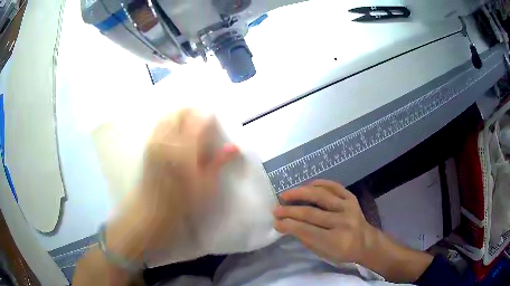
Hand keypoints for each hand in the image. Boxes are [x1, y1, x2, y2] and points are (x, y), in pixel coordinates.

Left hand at [106, 109, 238, 261]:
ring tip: (189, 123)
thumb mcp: (205, 185)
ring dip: (180, 114)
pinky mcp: (148, 146)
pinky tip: (175, 132)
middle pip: (180, 113)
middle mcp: (167, 141)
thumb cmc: (182, 202)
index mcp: (184, 151)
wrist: (153, 210)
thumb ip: (218, 162)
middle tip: (202, 119)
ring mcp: (155, 142)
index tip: (214, 118)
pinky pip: (159, 124)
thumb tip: (234, 147)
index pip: (197, 121)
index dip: (207, 115)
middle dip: (193, 111)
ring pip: (168, 116)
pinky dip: (169, 121)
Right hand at [273, 180, 376, 265]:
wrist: (366, 242)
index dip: (289, 225)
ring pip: (320, 196)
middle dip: (290, 211)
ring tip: (285, 194)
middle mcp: (342, 222)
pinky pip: (334, 186)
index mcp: (336, 240)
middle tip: (276, 209)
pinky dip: (319, 184)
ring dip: (300, 193)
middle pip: (311, 213)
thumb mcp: (323, 252)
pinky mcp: (351, 198)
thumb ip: (306, 239)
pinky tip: (306, 185)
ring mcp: (348, 207)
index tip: (276, 222)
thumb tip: (287, 224)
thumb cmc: (342, 251)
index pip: (307, 231)